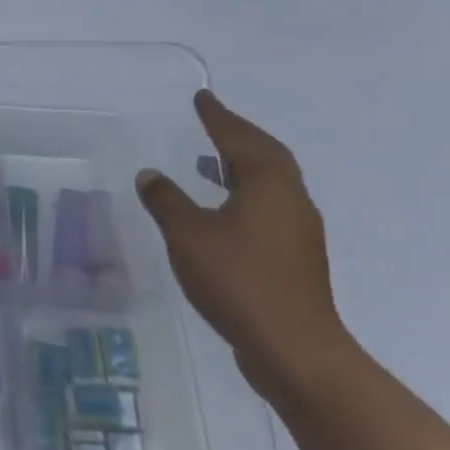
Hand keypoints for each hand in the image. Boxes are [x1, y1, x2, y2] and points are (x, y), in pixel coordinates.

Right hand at [138, 91, 351, 396]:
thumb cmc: (240, 281)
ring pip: (271, 183)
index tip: (202, 98)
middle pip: (267, 155)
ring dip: (243, 165)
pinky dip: (246, 193)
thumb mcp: (188, 235)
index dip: (218, 117)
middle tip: (211, 122)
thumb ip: (166, 200)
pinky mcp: (296, 259)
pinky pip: (269, 207)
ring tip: (211, 160)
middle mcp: (291, 200)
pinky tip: (222, 209)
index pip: (240, 138)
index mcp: (269, 185)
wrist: (294, 352)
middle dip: (238, 136)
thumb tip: (151, 175)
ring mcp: (298, 232)